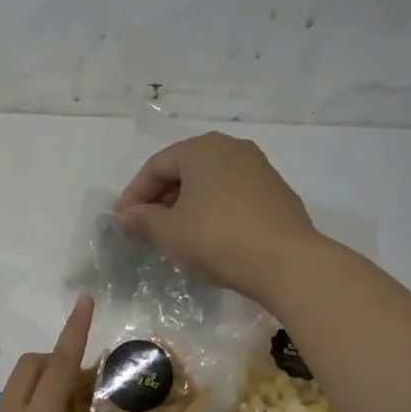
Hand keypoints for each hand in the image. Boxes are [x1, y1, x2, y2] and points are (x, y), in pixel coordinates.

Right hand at [113, 133, 318, 304]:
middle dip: (161, 199)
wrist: (287, 263)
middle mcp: (233, 148)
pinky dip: (213, 211)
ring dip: (187, 206)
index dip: (134, 194)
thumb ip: (142, 219)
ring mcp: (260, 169)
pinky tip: (209, 238)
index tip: (123, 222)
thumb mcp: (170, 232)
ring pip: (210, 183)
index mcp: (203, 148)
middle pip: (185, 171)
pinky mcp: (277, 193)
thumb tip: (126, 216)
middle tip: (146, 228)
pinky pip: (233, 196)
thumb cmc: (218, 239)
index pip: (156, 166)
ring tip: (175, 235)